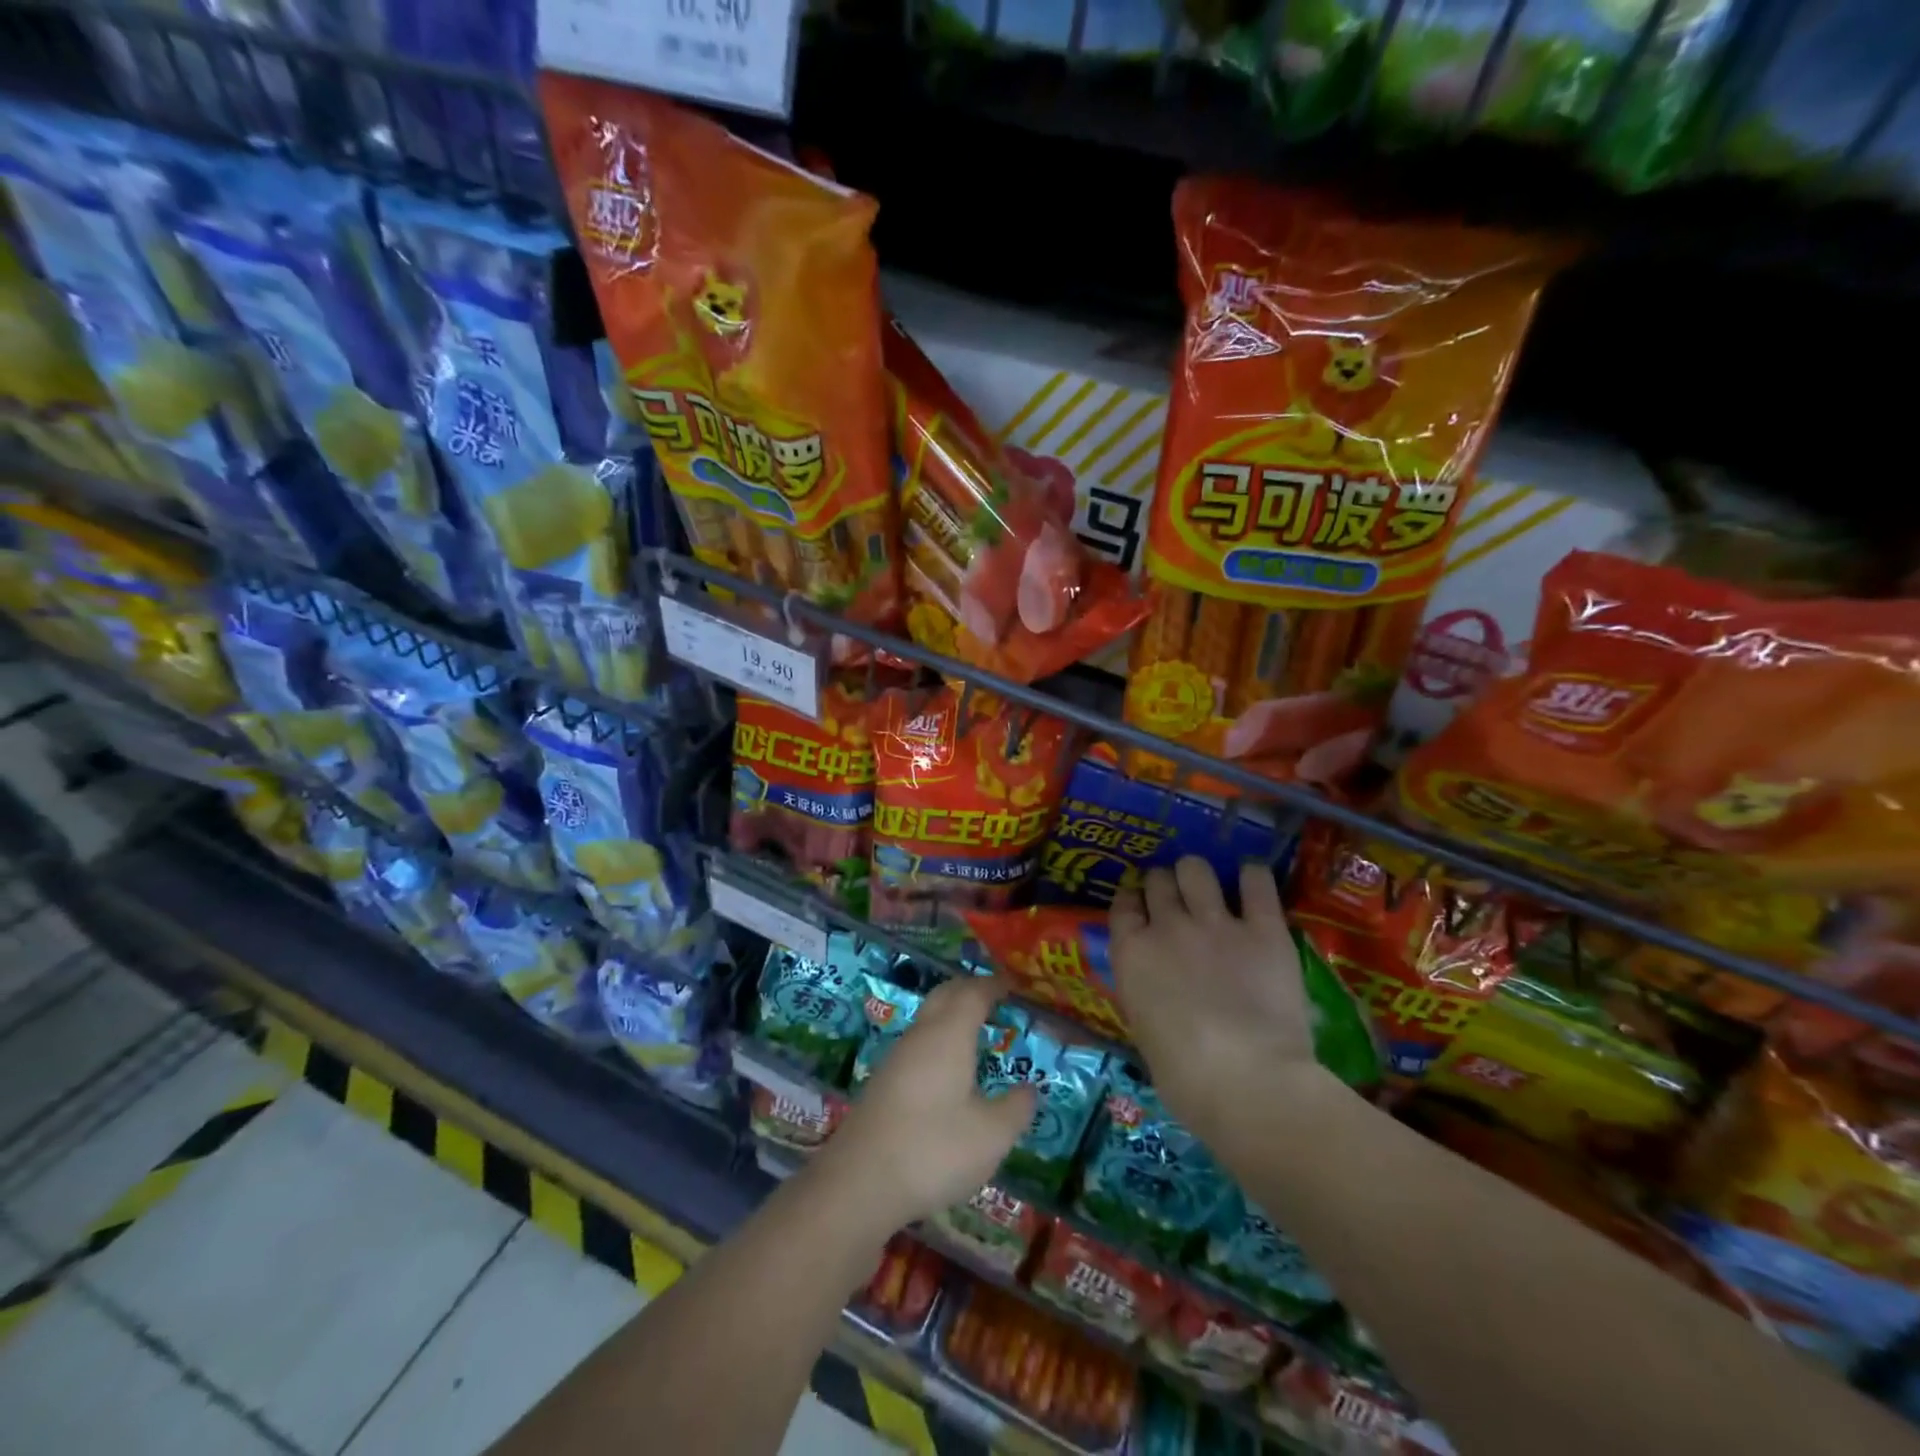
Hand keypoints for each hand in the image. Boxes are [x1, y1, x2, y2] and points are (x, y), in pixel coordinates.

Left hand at [815, 974, 1035, 1230]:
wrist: (858, 1182)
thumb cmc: (933, 1150)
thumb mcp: (991, 1136)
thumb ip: (1016, 1109)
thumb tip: (1029, 1089)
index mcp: (950, 1034)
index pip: (974, 993)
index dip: (994, 985)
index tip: (1013, 985)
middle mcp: (921, 1035)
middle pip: (945, 995)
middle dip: (970, 989)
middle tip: (994, 996)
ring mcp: (897, 1057)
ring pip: (928, 1019)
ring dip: (951, 1014)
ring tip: (975, 1029)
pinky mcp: (883, 1082)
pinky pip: (918, 1043)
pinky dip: (938, 1039)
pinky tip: (947, 1068)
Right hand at [1110, 857, 1328, 1136]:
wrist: (1248, 1082)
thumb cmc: (1185, 1078)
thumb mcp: (1144, 1031)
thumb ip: (1146, 994)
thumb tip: (1157, 990)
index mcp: (1132, 953)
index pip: (1122, 905)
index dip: (1132, 901)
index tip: (1140, 907)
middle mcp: (1167, 926)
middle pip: (1158, 880)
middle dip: (1164, 885)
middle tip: (1176, 900)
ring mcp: (1216, 923)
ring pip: (1196, 870)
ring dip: (1198, 875)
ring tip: (1209, 887)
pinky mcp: (1264, 928)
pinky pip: (1256, 881)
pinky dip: (1252, 877)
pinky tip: (1252, 882)